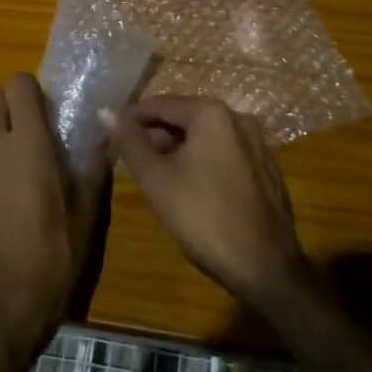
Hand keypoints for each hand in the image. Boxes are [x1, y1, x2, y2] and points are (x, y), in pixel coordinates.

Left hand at [0, 74, 106, 360]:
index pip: (18, 83)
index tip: (48, 114)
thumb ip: (94, 164)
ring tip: (11, 166)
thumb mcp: (88, 208)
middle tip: (30, 138)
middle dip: (9, 109)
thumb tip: (106, 138)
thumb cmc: (56, 250)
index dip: (33, 92)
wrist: (6, 298)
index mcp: (27, 140)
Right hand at [109, 96, 310, 312]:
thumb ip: (129, 141)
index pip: (159, 104)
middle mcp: (238, 118)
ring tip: (151, 173)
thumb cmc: (204, 217)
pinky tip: (186, 186)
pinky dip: (199, 160)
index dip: (129, 119)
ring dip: (175, 149)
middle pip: (183, 117)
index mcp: (211, 113)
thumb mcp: (156, 179)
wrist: (265, 266)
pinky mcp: (264, 167)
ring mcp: (256, 142)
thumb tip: (106, 111)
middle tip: (125, 158)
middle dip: (152, 135)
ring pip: (203, 136)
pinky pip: (222, 152)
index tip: (107, 136)